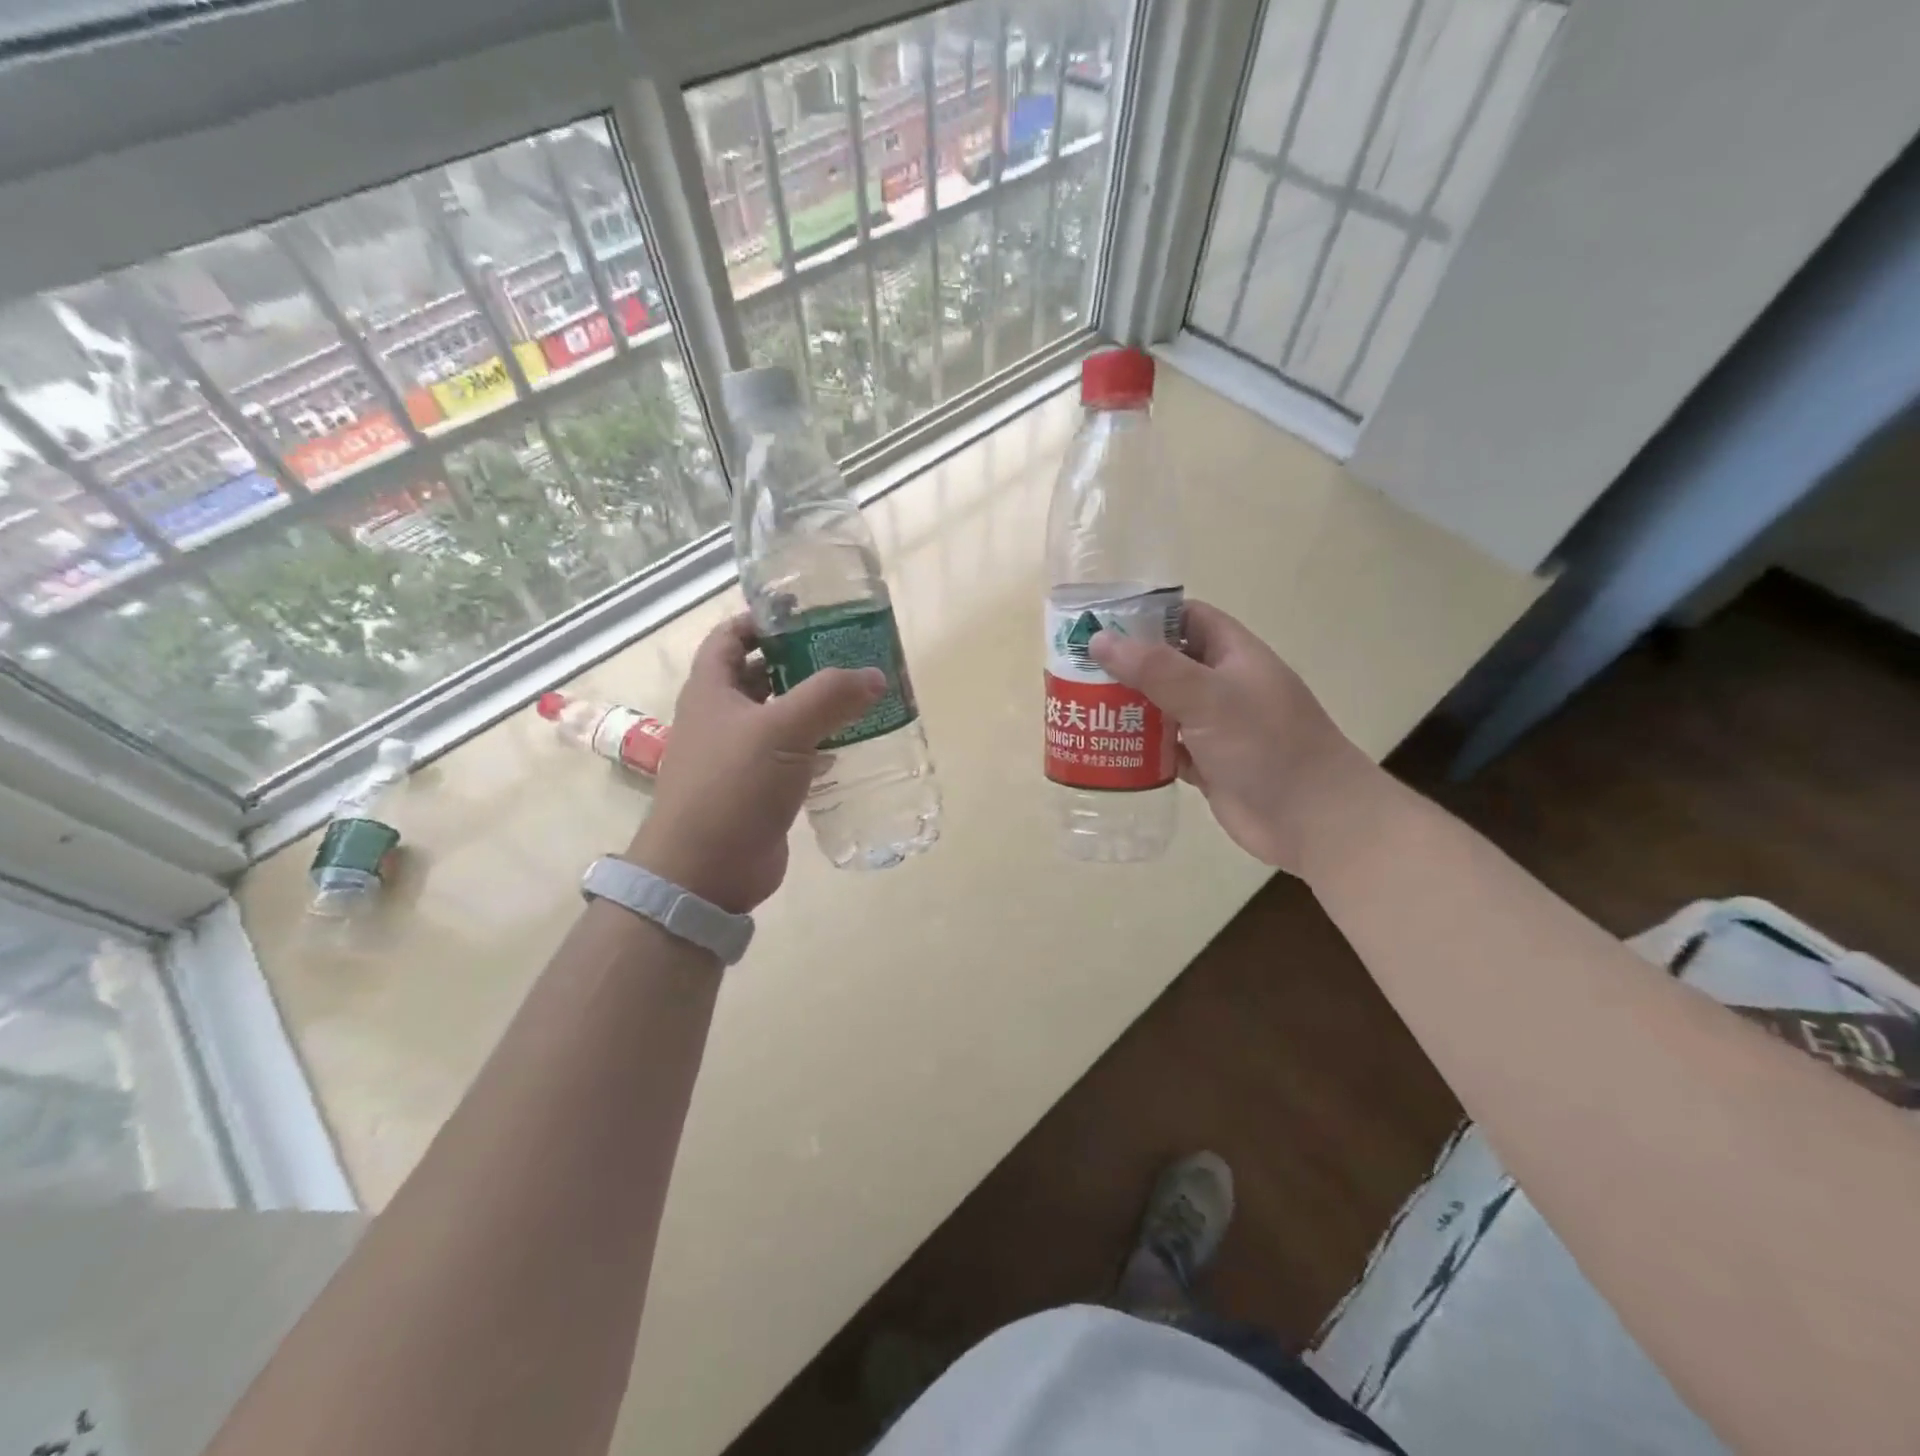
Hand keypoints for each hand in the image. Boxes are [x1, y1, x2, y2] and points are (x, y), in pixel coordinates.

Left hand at [626, 614, 884, 912]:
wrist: (705, 870)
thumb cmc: (733, 787)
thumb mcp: (782, 731)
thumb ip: (830, 697)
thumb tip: (875, 675)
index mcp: (712, 690)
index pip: (730, 636)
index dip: (762, 620)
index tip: (806, 614)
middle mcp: (721, 718)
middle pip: (760, 674)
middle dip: (799, 661)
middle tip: (846, 653)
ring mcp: (739, 756)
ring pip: (778, 717)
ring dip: (812, 705)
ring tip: (858, 694)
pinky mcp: (759, 789)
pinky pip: (791, 755)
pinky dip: (817, 745)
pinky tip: (849, 745)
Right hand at [1089, 599, 1373, 875]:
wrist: (1313, 820)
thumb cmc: (1266, 745)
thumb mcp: (1209, 698)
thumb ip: (1155, 668)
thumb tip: (1099, 639)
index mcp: (1232, 655)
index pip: (1186, 618)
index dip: (1146, 616)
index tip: (1100, 624)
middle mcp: (1222, 685)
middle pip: (1166, 664)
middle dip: (1125, 667)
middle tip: (1074, 671)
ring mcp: (1214, 727)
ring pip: (1161, 708)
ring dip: (1127, 709)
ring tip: (1079, 708)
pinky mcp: (1206, 763)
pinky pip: (1164, 748)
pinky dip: (1138, 748)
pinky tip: (1104, 749)